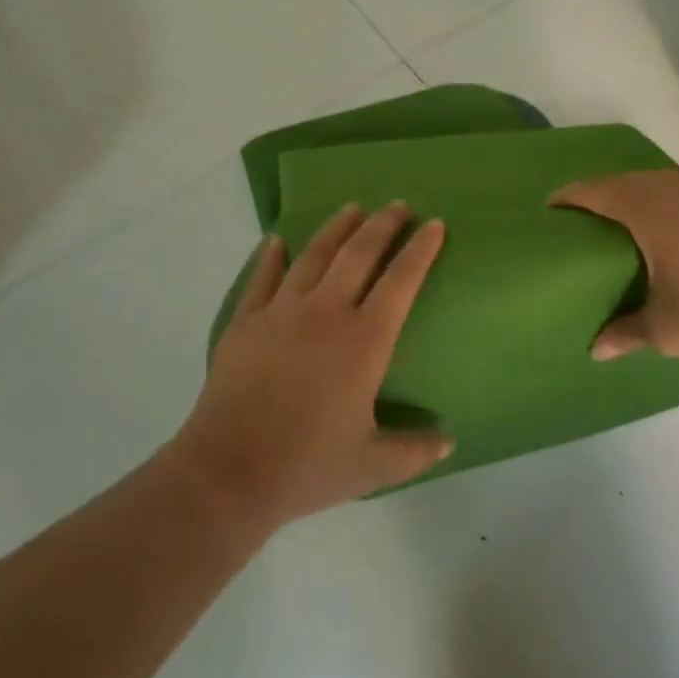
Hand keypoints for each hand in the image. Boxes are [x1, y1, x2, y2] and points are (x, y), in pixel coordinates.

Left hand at [170, 203, 451, 534]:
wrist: (229, 472)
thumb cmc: (307, 466)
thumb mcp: (372, 466)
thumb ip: (415, 450)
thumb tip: (449, 440)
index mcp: (364, 341)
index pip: (401, 281)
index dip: (420, 250)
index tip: (433, 224)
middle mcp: (325, 313)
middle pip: (358, 254)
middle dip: (382, 225)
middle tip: (397, 205)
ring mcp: (280, 312)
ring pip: (313, 255)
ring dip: (335, 228)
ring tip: (351, 209)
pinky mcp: (245, 321)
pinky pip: (262, 277)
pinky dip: (271, 255)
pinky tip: (276, 240)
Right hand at [550, 163, 678, 363]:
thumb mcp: (666, 330)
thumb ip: (625, 332)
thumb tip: (595, 350)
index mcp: (651, 206)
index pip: (596, 190)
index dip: (569, 197)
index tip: (552, 208)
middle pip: (630, 182)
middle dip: (607, 197)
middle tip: (592, 222)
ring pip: (668, 181)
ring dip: (648, 197)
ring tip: (641, 223)